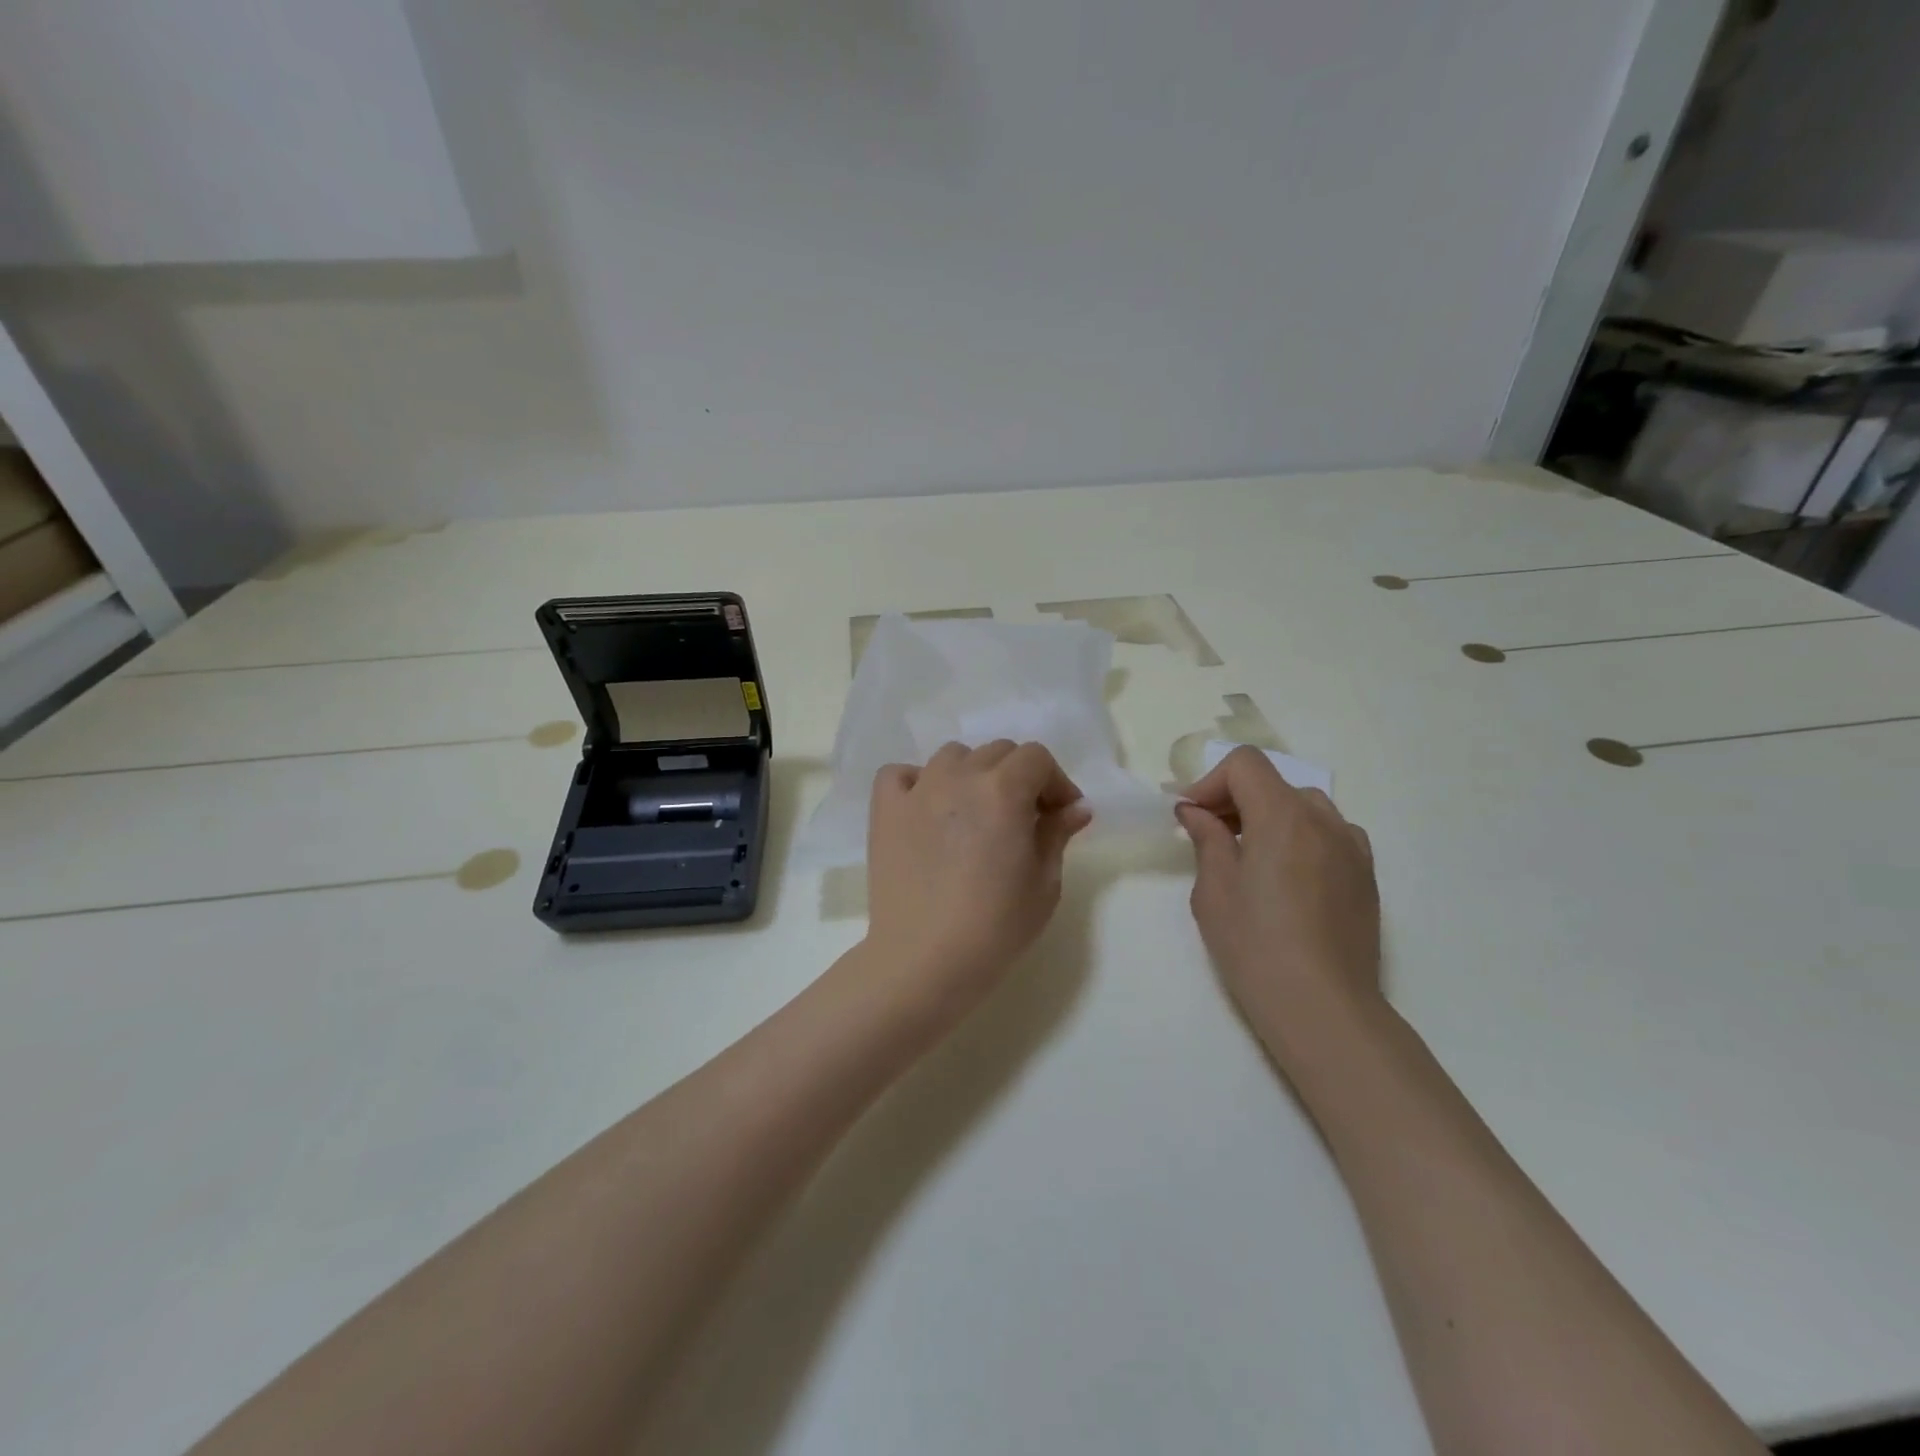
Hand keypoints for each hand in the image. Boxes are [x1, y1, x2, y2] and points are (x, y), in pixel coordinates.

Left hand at [864, 741, 1093, 1021]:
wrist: (924, 960)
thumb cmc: (995, 928)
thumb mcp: (1044, 884)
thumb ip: (1057, 834)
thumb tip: (1076, 807)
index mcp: (1003, 791)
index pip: (1037, 757)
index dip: (1055, 782)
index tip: (1061, 815)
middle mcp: (959, 777)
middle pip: (997, 752)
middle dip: (1019, 777)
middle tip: (1025, 818)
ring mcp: (917, 790)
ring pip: (953, 756)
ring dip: (972, 774)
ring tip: (976, 812)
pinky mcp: (885, 811)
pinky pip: (900, 774)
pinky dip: (917, 781)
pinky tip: (927, 808)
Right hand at [1176, 748, 1382, 1056]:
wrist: (1323, 1008)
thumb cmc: (1255, 946)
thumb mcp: (1214, 890)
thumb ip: (1207, 839)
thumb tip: (1196, 812)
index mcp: (1282, 817)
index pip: (1245, 765)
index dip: (1210, 781)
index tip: (1191, 816)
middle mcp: (1324, 820)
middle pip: (1273, 782)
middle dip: (1235, 799)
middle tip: (1209, 835)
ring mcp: (1352, 847)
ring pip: (1304, 805)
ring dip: (1269, 816)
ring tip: (1249, 855)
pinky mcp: (1366, 875)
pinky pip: (1330, 833)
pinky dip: (1301, 836)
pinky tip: (1287, 875)